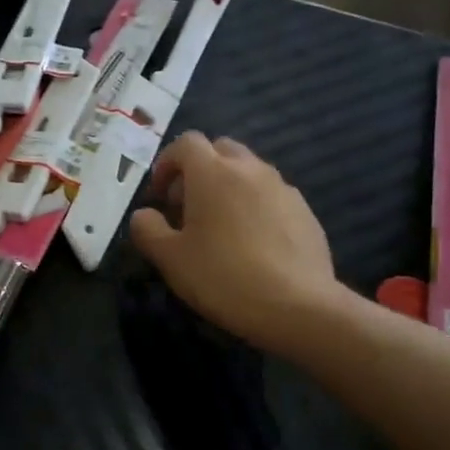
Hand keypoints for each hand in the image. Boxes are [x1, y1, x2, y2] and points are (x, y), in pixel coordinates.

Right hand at [129, 133, 343, 353]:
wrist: (297, 306)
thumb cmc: (223, 277)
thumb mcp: (170, 258)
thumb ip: (147, 229)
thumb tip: (144, 215)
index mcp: (213, 173)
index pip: (186, 143)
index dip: (167, 163)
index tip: (159, 195)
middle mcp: (250, 169)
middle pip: (220, 149)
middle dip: (200, 169)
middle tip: (188, 206)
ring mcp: (283, 188)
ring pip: (249, 171)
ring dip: (229, 186)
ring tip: (221, 226)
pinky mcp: (305, 211)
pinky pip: (272, 195)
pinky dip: (255, 206)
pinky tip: (253, 243)